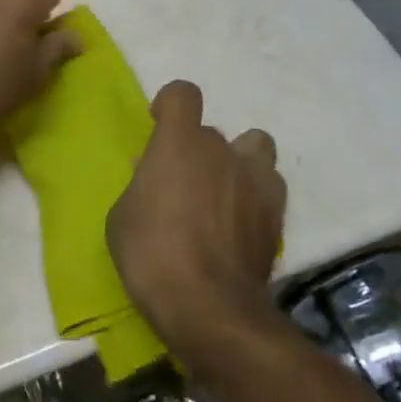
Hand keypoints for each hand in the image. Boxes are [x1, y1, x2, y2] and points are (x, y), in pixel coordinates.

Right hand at [107, 80, 286, 346]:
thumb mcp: (122, 217)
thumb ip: (141, 185)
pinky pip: (269, 187)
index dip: (170, 105)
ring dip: (239, 163)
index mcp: (179, 142)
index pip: (183, 93)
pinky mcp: (278, 214)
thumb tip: (154, 174)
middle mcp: (222, 150)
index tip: (159, 127)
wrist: (210, 308)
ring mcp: (256, 180)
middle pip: (212, 133)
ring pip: (255, 148)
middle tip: (182, 185)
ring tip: (224, 194)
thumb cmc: (152, 255)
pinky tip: (242, 223)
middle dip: (197, 151)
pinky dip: (256, 196)